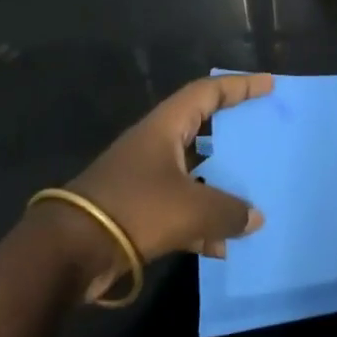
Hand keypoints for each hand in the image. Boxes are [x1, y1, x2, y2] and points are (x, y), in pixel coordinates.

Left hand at [49, 73, 273, 298]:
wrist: (68, 251)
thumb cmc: (133, 209)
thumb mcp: (189, 208)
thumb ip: (227, 211)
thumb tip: (255, 218)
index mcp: (165, 127)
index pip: (207, 92)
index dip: (239, 86)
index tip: (269, 85)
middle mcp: (155, 146)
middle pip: (201, 130)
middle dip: (232, 134)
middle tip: (262, 134)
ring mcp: (144, 179)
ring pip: (193, 173)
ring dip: (220, 185)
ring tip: (253, 196)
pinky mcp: (137, 212)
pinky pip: (180, 210)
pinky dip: (201, 224)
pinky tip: (222, 247)